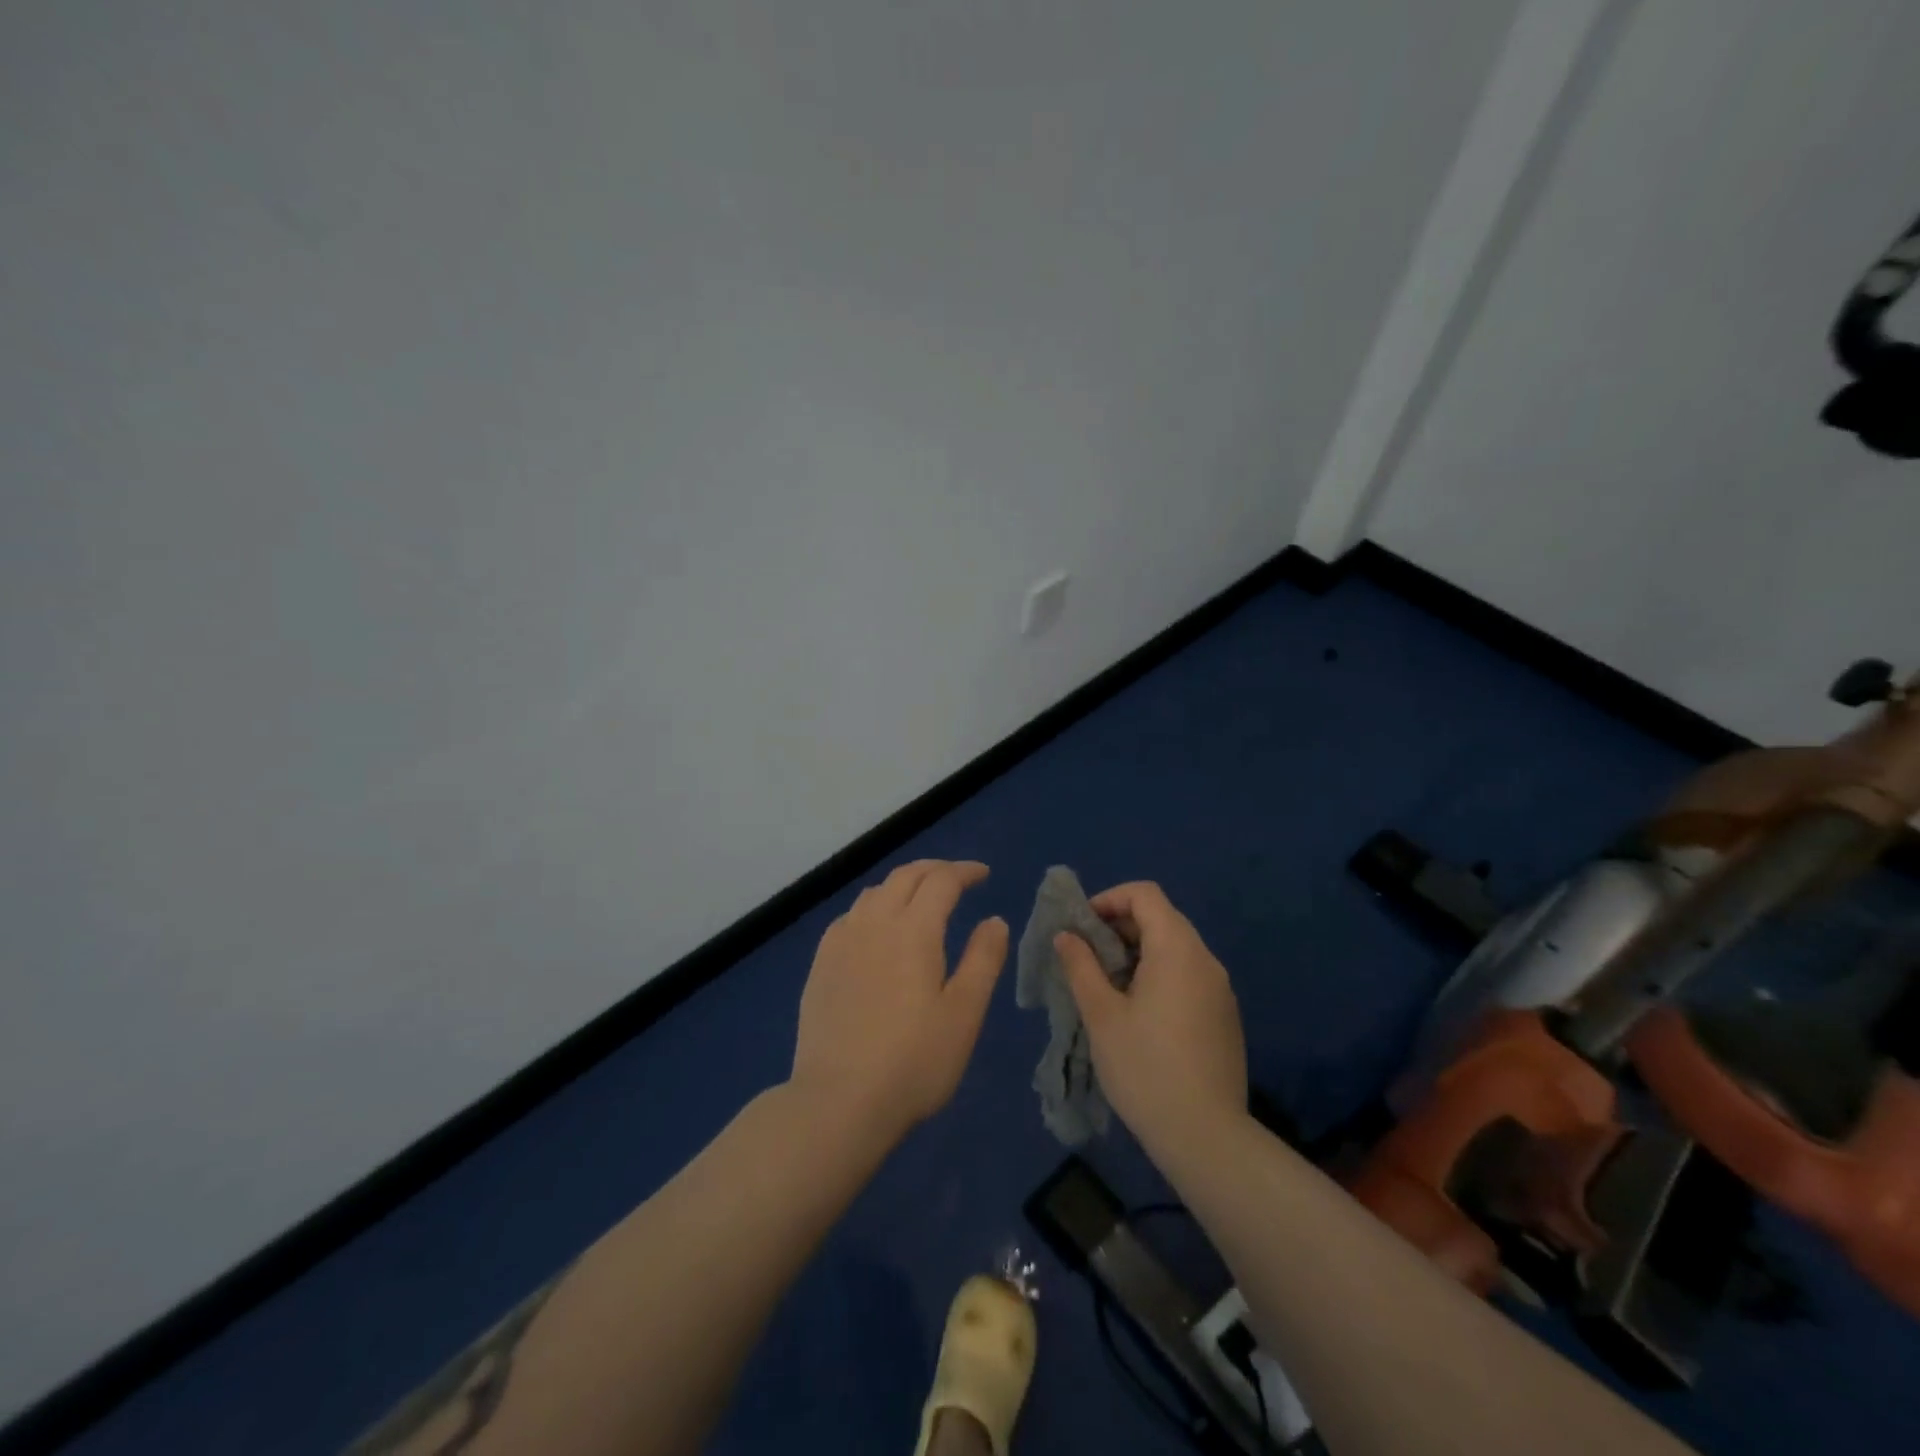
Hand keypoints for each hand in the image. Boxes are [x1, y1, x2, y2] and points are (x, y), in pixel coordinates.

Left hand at [791, 859, 1008, 1140]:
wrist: (838, 1100)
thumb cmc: (914, 1060)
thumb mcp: (964, 1013)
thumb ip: (983, 959)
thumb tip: (994, 920)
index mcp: (913, 930)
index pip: (941, 881)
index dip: (964, 871)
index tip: (983, 874)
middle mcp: (874, 923)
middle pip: (904, 877)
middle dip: (934, 870)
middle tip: (956, 878)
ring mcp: (841, 942)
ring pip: (874, 892)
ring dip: (901, 885)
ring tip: (919, 898)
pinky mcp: (820, 965)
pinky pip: (850, 916)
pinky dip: (873, 907)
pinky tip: (876, 929)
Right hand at [1054, 882, 1245, 1148]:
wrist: (1206, 1137)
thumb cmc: (1145, 1068)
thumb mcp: (1101, 1015)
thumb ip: (1081, 966)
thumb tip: (1066, 935)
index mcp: (1177, 949)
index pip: (1145, 894)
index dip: (1109, 899)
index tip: (1082, 926)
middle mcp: (1205, 959)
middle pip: (1161, 918)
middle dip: (1119, 926)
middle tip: (1087, 956)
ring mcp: (1220, 989)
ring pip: (1175, 948)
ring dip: (1138, 952)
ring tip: (1107, 985)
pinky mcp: (1224, 1016)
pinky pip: (1188, 975)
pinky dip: (1159, 974)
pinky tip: (1138, 1012)